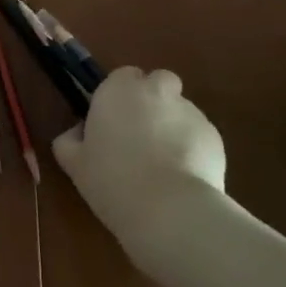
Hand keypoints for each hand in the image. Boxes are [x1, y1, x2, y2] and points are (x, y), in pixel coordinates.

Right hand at [52, 67, 225, 268]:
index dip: (119, 96)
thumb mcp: (74, 163)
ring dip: (172, 125)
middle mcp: (156, 91)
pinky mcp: (215, 137)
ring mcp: (190, 112)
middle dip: (153, 100)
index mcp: (119, 89)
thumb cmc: (112, 180)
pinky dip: (193, 148)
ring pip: (180, 110)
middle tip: (142, 134)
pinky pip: (199, 135)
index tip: (113, 122)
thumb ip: (70, 140)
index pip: (123, 76)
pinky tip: (184, 177)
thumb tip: (78, 133)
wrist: (169, 211)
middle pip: (159, 82)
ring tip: (165, 164)